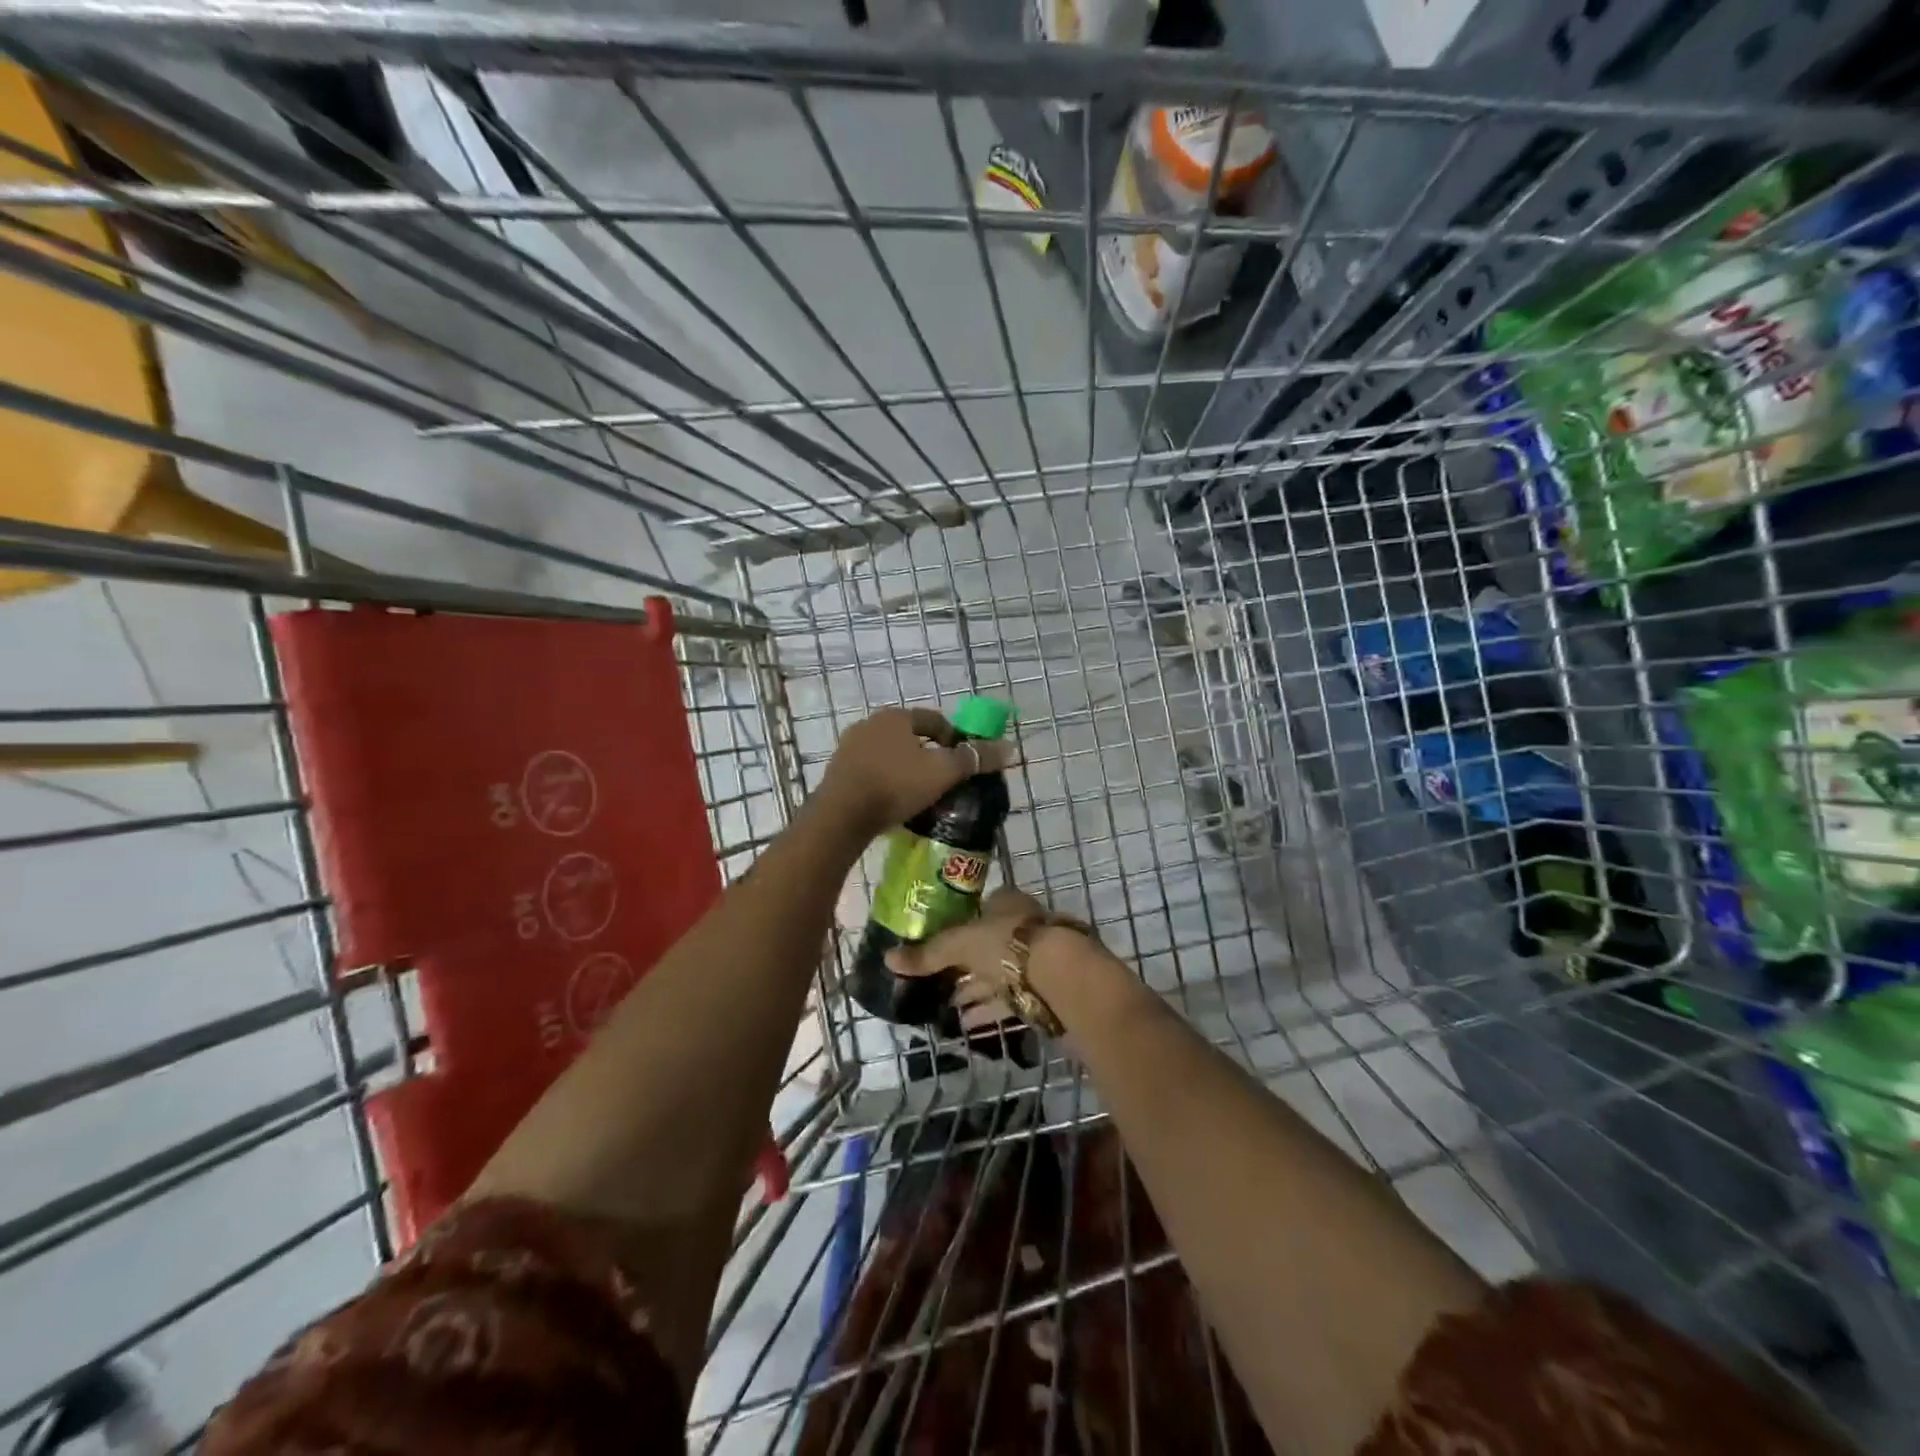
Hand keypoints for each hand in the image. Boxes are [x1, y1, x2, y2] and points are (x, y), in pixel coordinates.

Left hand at [817, 707, 1017, 837]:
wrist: (841, 815)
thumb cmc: (896, 785)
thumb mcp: (943, 772)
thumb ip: (975, 758)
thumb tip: (1009, 747)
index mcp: (896, 717)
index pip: (935, 720)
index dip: (954, 739)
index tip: (963, 764)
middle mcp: (870, 724)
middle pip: (911, 737)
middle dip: (929, 756)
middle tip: (944, 781)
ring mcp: (850, 747)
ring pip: (890, 754)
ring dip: (906, 769)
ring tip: (920, 795)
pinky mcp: (838, 771)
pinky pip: (872, 771)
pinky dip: (887, 781)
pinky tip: (894, 802)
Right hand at [884, 886, 1048, 1022]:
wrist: (1064, 980)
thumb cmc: (1010, 946)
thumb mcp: (961, 944)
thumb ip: (928, 954)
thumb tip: (887, 959)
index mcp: (1007, 903)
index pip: (980, 908)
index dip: (958, 923)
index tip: (936, 942)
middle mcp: (1024, 927)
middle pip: (988, 943)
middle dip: (964, 961)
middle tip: (935, 978)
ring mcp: (1037, 960)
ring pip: (998, 974)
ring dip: (974, 989)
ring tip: (945, 1005)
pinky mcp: (1043, 992)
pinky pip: (1008, 1000)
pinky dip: (987, 1010)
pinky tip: (966, 1024)